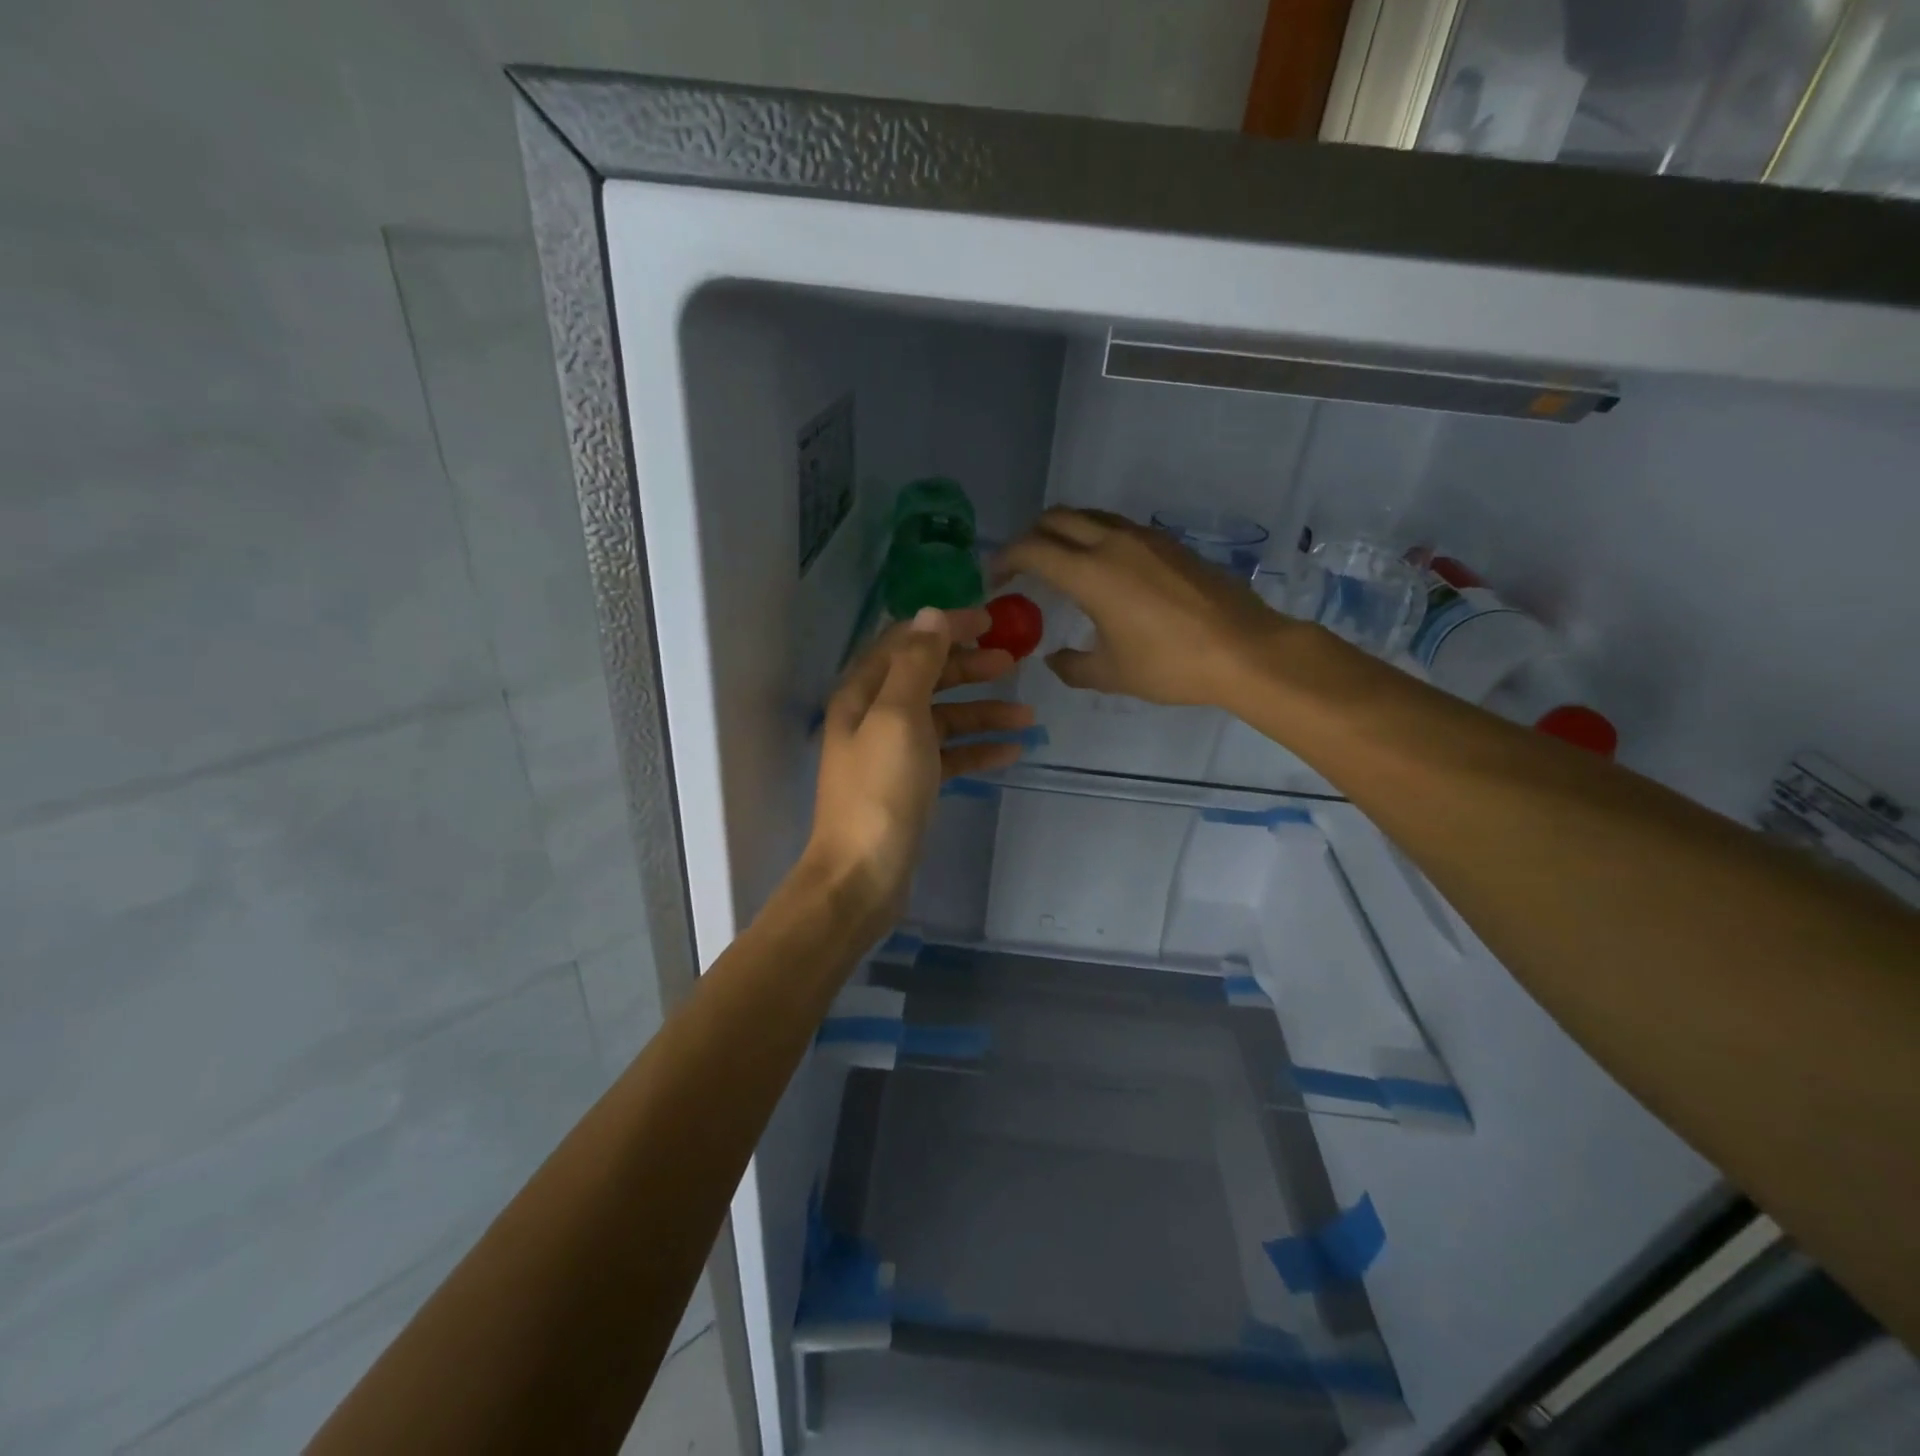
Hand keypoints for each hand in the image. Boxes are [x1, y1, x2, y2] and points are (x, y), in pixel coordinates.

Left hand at [803, 606, 1031, 919]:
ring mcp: (893, 753)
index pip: (906, 642)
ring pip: (943, 719)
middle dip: (968, 667)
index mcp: (863, 693)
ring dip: (983, 713)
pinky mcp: (911, 785)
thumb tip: (932, 614)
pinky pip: (949, 756)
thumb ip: (917, 663)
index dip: (945, 627)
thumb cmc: (880, 790)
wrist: (863, 874)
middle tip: (1012, 663)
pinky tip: (1011, 752)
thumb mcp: (898, 716)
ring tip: (1028, 717)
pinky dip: (978, 750)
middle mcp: (874, 717)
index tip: (990, 620)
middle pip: (927, 678)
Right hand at [997, 508, 1291, 708]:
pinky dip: (1095, 538)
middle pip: (1056, 518)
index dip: (1005, 560)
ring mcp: (1145, 538)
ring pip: (1089, 516)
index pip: (1031, 549)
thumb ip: (1072, 666)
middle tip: (1022, 567)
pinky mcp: (1169, 543)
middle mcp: (1112, 543)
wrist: (1244, 649)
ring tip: (1059, 564)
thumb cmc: (1170, 665)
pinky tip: (1103, 571)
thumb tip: (1054, 659)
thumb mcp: (1111, 675)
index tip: (995, 581)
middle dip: (1030, 537)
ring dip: (1064, 532)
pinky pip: (1118, 527)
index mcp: (1090, 574)